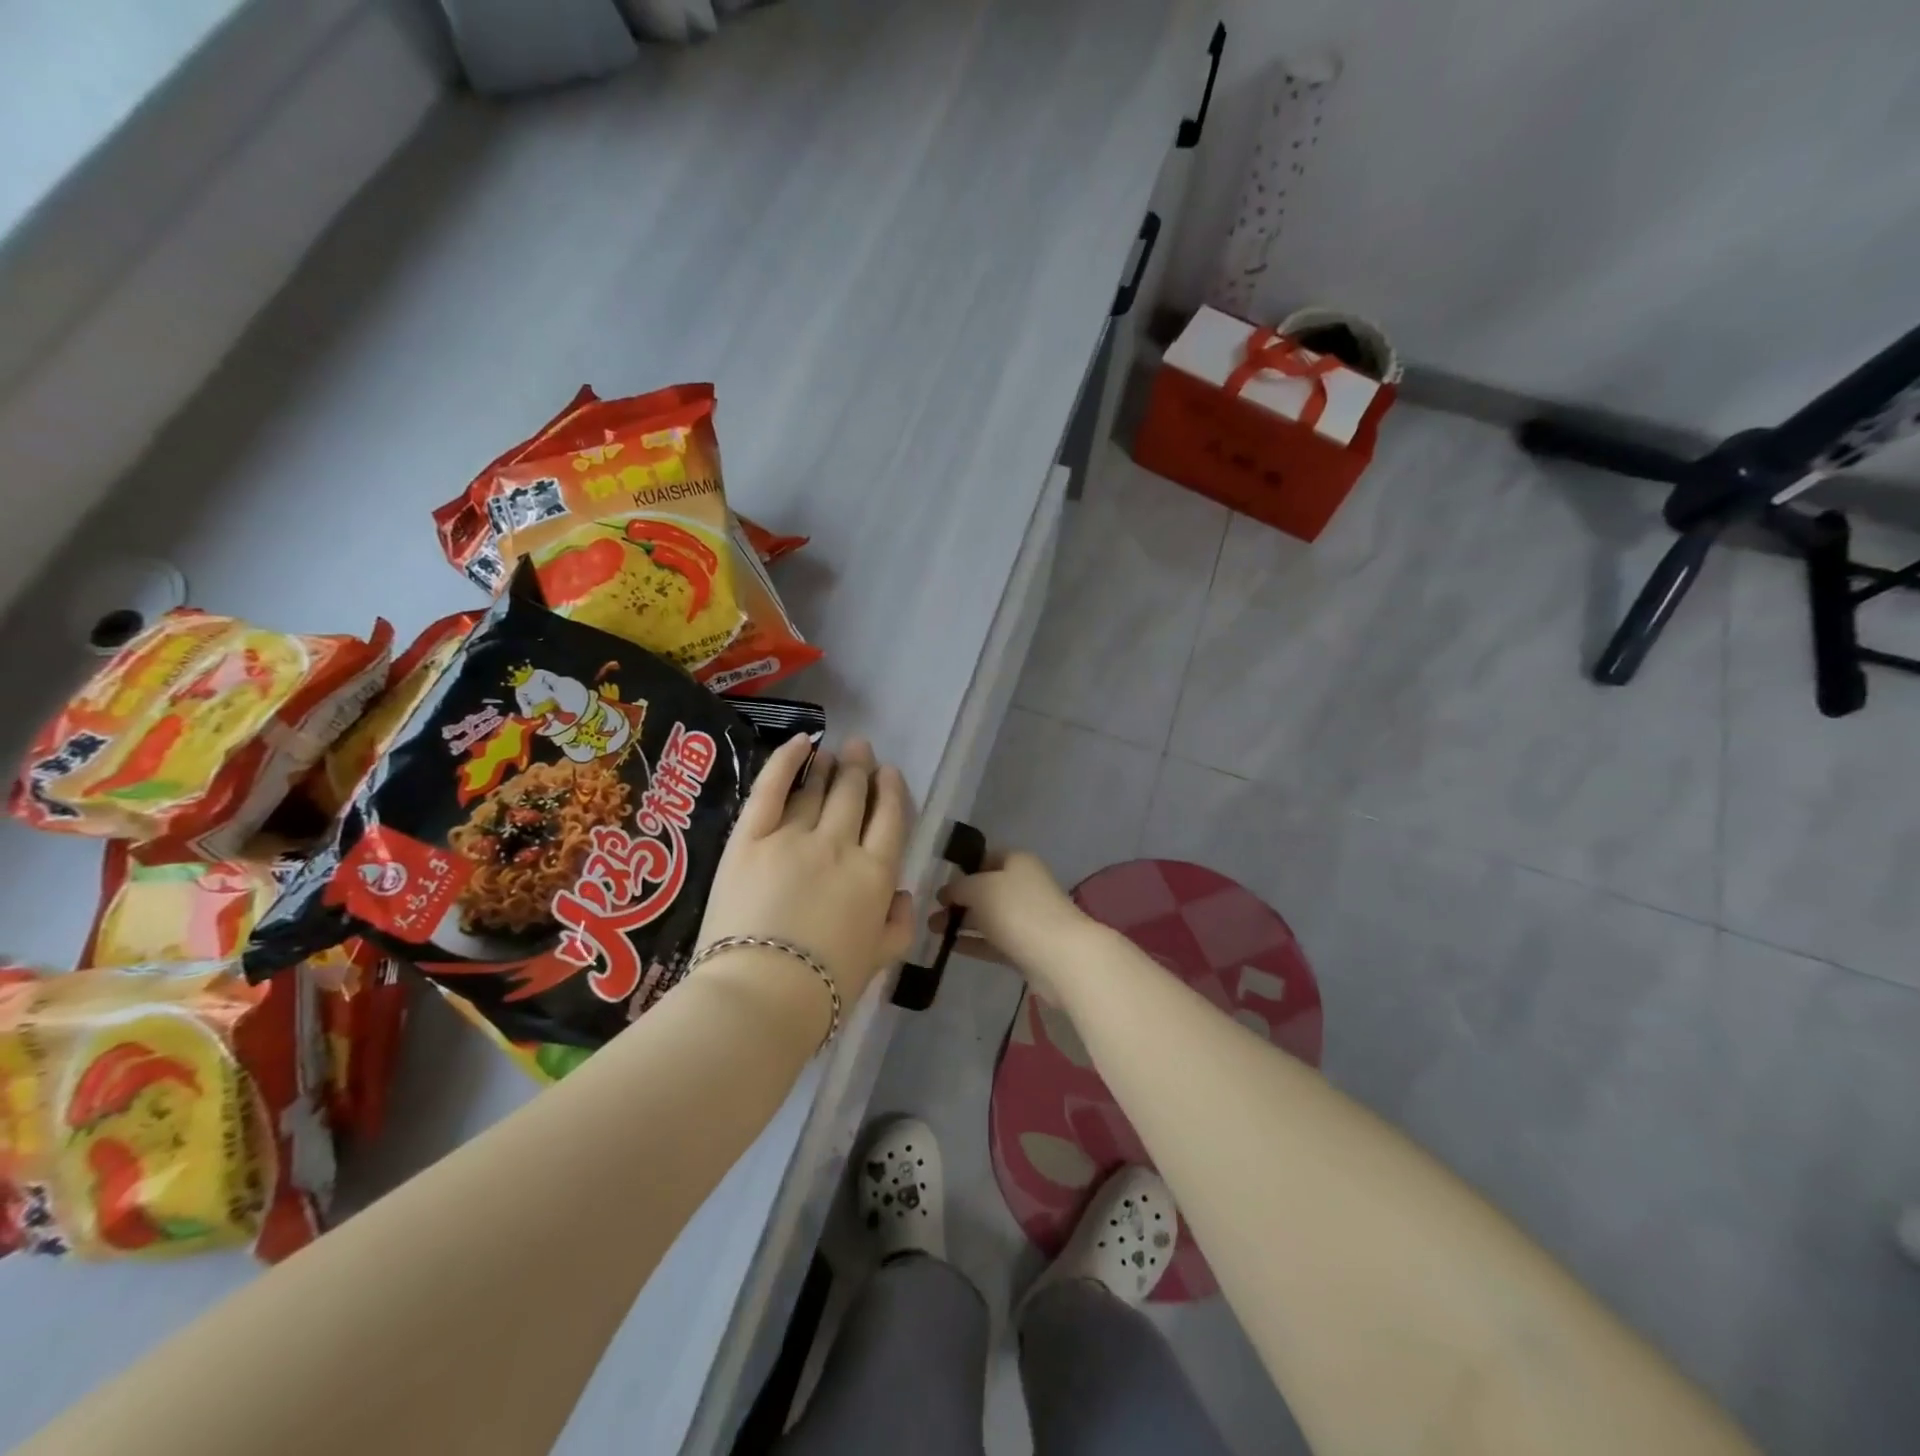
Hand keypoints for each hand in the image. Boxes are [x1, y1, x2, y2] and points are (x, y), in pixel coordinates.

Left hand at [697, 735, 917, 1006]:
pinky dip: (786, 761)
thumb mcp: (879, 961)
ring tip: (832, 751)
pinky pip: (770, 788)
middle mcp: (840, 845)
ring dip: (827, 767)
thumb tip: (905, 895)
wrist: (761, 996)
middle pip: (853, 796)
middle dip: (860, 768)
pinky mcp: (750, 838)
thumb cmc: (825, 988)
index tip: (889, 773)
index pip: (890, 819)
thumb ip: (898, 926)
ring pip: (815, 790)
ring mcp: (793, 837)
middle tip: (860, 749)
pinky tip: (800, 743)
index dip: (891, 791)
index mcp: (875, 875)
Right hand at [930, 850, 1095, 1005]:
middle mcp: (1024, 885)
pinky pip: (993, 940)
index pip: (984, 858)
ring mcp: (1026, 917)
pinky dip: (973, 942)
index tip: (938, 884)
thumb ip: (958, 887)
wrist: (1059, 956)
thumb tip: (947, 892)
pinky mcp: (1026, 946)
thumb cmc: (1017, 910)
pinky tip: (950, 947)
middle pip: (985, 889)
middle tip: (930, 912)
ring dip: (961, 922)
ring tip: (932, 931)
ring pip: (988, 916)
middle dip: (957, 899)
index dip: (961, 869)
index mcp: (1017, 861)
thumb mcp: (979, 888)